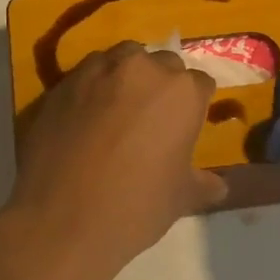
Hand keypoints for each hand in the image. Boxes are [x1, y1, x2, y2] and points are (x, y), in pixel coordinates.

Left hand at [0, 42, 226, 279]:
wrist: (61, 219)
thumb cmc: (135, 207)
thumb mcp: (181, 198)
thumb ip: (203, 183)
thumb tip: (218, 185)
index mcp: (181, 91)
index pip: (200, 84)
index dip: (194, 105)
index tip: (185, 127)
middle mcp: (142, 68)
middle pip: (162, 64)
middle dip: (162, 84)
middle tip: (152, 119)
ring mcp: (98, 70)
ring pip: (122, 59)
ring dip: (126, 77)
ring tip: (118, 111)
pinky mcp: (63, 82)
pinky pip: (87, 74)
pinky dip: (92, 88)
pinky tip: (85, 117)